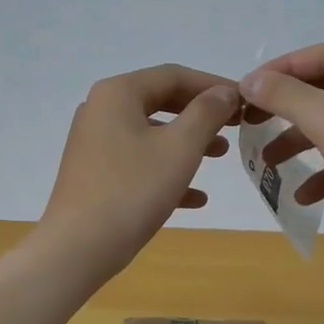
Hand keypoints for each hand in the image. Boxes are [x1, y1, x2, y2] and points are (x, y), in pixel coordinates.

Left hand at [39, 64, 241, 283]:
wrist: (78, 248)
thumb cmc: (133, 190)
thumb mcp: (180, 147)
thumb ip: (207, 113)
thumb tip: (225, 92)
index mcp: (118, 93)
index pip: (173, 75)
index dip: (213, 85)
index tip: (245, 101)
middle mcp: (100, 110)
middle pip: (161, 101)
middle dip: (201, 114)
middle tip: (235, 126)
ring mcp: (94, 143)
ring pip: (150, 134)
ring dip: (188, 142)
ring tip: (220, 155)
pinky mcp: (94, 174)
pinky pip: (138, 163)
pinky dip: (166, 172)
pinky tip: (196, 198)